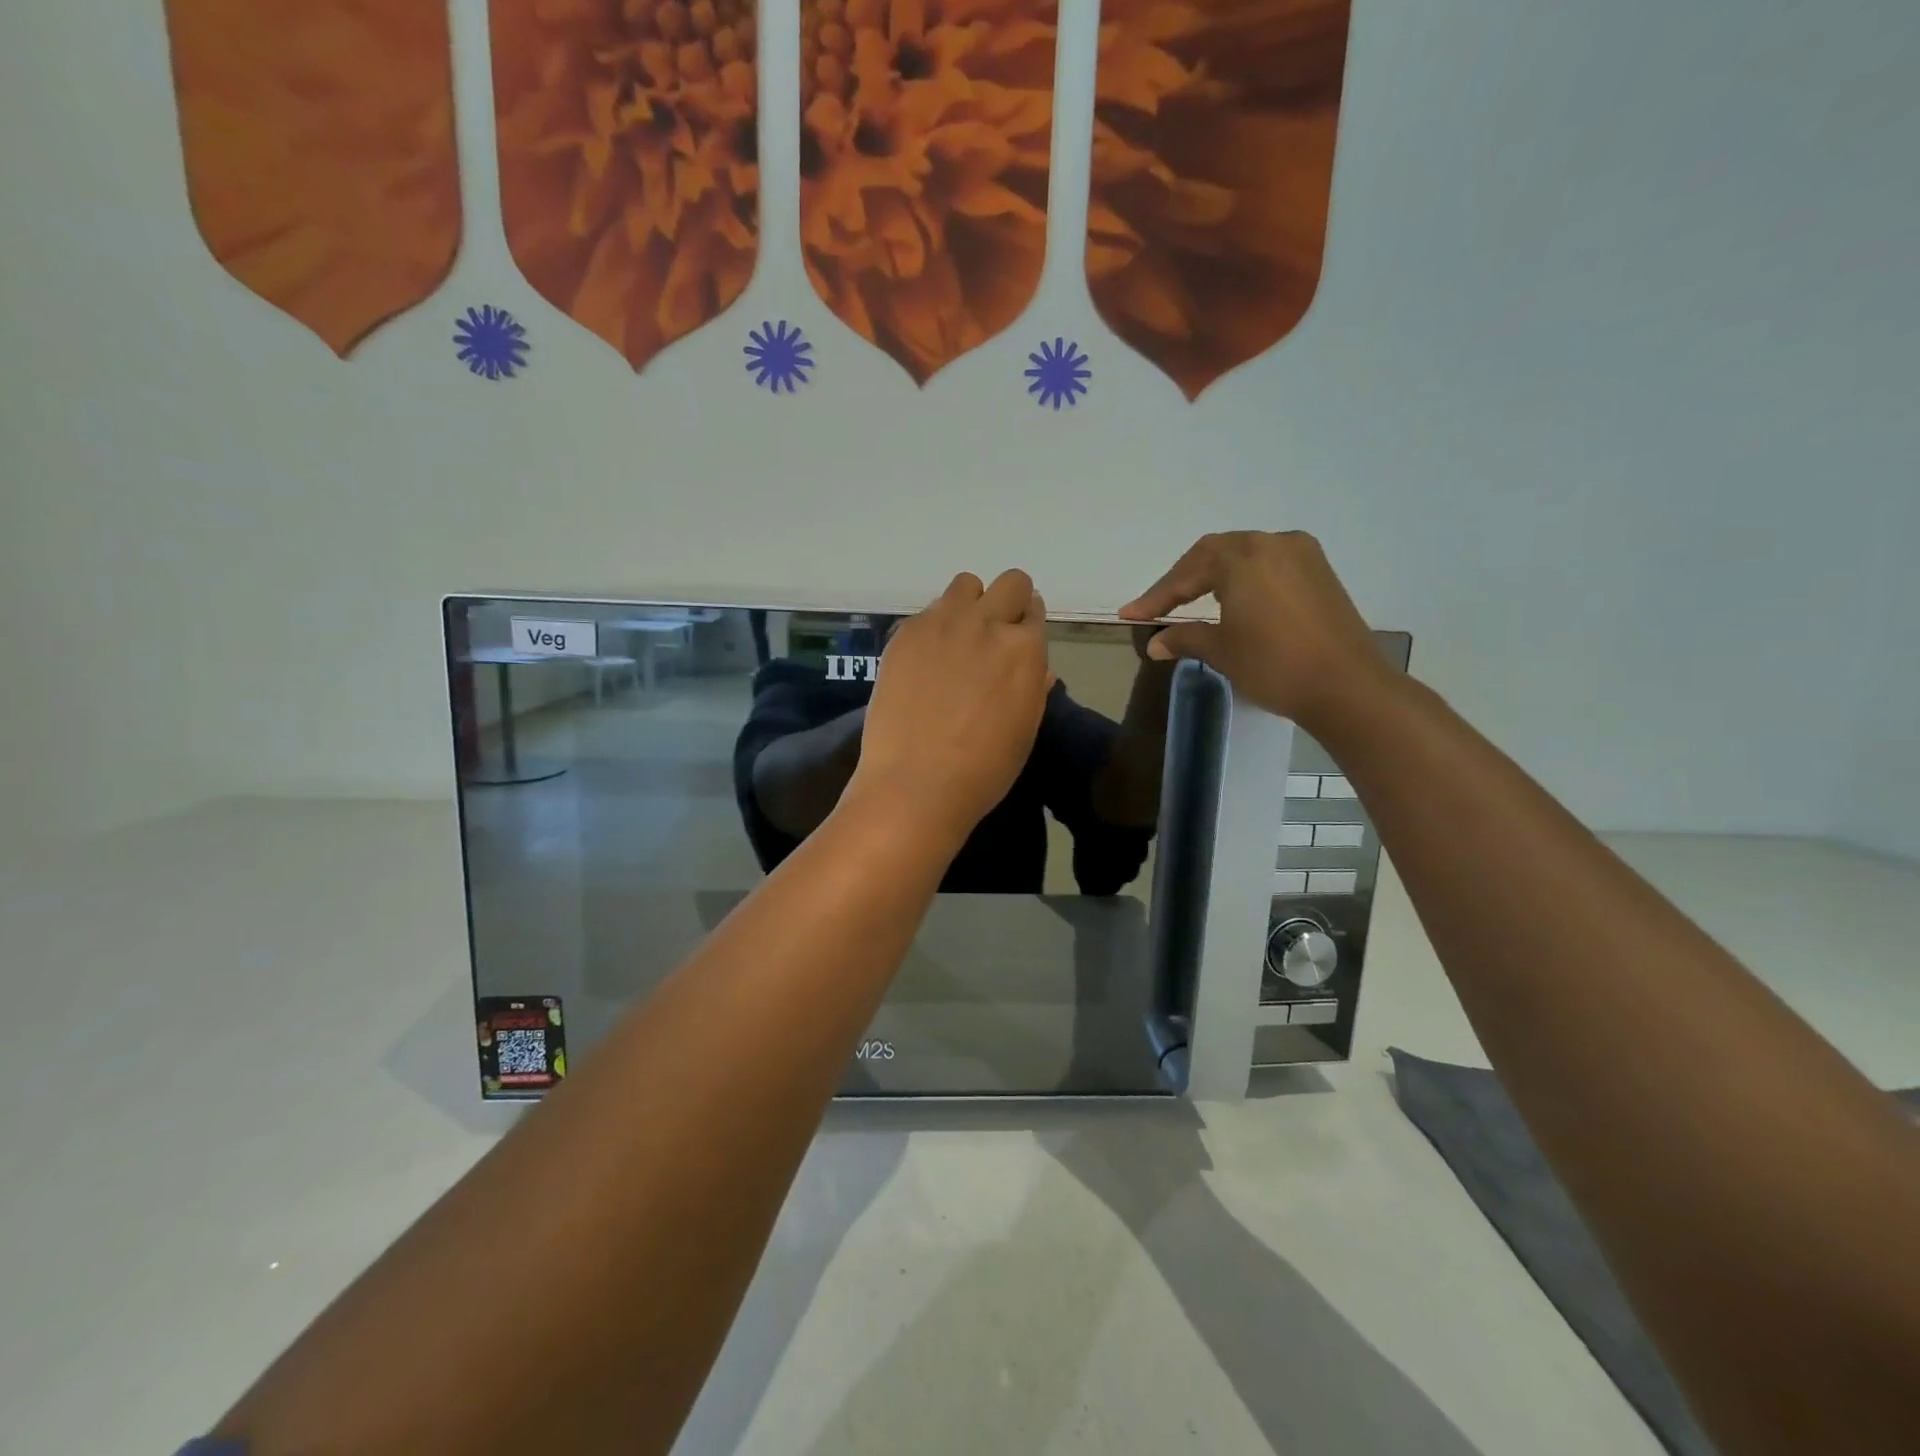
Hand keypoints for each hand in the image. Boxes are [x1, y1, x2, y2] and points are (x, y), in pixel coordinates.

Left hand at [848, 570, 1051, 846]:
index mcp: (1025, 650)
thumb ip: (1033, 687)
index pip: (1035, 612)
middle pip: (1009, 583)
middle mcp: (987, 623)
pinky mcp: (905, 633)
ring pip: (965, 585)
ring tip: (957, 641)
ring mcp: (942, 624)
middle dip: (1007, 603)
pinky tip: (925, 662)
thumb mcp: (1025, 729)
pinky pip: (928, 611)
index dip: (1027, 627)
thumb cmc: (983, 769)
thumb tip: (1035, 667)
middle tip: (992, 637)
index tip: (1016, 643)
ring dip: (969, 605)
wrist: (917, 783)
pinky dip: (934, 627)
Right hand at [1118, 531, 1389, 731]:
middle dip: (1182, 580)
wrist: (1347, 686)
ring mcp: (1301, 555)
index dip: (1156, 596)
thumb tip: (1155, 643)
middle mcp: (1272, 543)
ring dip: (1213, 576)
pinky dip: (1243, 578)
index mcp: (1243, 558)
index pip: (1187, 573)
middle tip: (1158, 607)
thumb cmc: (1275, 665)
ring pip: (1243, 556)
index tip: (1130, 615)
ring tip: (1189, 600)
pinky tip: (1232, 599)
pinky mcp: (1320, 572)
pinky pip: (1269, 565)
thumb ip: (1184, 638)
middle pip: (1214, 554)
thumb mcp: (1222, 651)